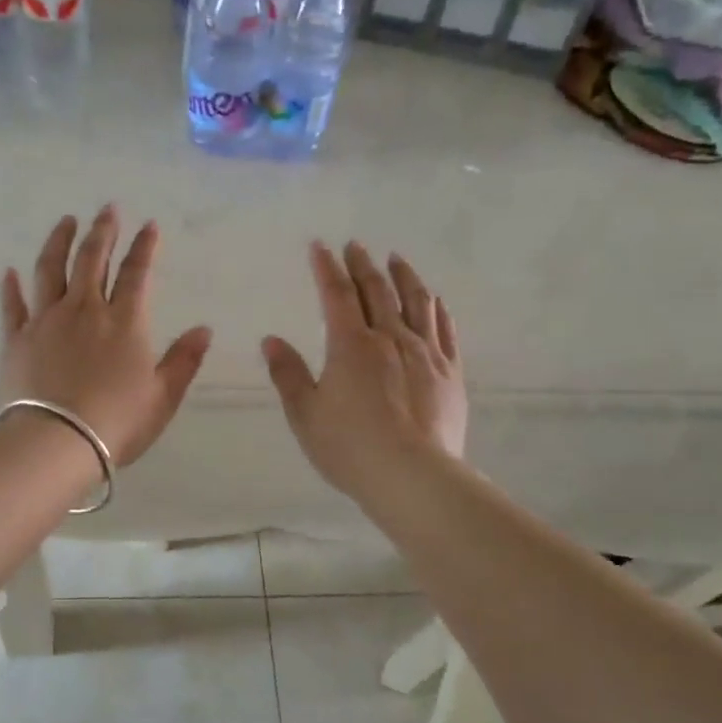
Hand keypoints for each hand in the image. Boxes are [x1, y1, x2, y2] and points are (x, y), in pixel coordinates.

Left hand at [0, 207, 212, 465]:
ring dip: (59, 242)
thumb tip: (204, 329)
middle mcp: (85, 310)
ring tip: (66, 222)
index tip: (149, 225)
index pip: (137, 273)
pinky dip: (11, 287)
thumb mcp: (163, 396)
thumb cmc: (117, 423)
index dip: (144, 247)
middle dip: (103, 231)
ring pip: (51, 269)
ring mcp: (46, 321)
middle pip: (92, 260)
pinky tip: (10, 272)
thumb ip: (183, 360)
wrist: (57, 442)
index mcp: (124, 322)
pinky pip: (14, 305)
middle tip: (107, 209)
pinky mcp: (17, 339)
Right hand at [262, 241, 467, 501]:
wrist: (412, 476)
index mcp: (351, 345)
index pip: (337, 295)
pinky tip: (434, 301)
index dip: (327, 268)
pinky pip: (445, 330)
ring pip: (416, 302)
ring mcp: (425, 353)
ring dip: (404, 277)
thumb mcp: (305, 414)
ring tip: (397, 260)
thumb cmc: (349, 447)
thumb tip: (271, 340)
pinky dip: (437, 309)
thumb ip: (288, 374)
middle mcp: (391, 338)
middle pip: (377, 291)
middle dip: (363, 265)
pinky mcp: (450, 373)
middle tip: (356, 246)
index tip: (320, 246)